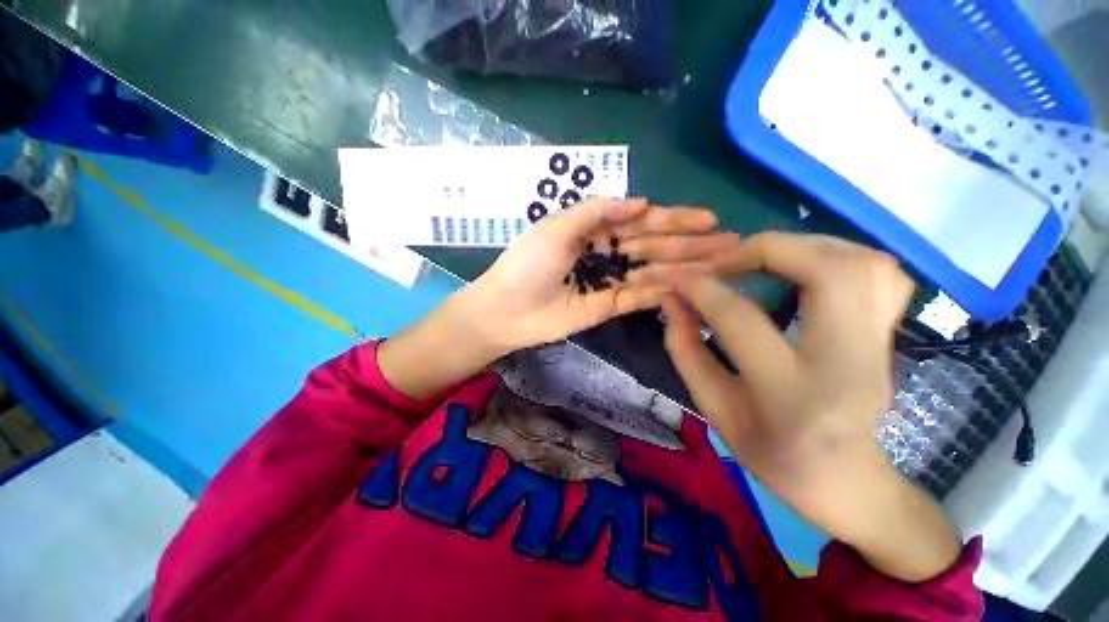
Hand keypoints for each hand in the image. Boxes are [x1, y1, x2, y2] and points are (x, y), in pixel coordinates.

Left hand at [462, 198, 738, 353]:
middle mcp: (606, 254)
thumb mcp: (557, 227)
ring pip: (653, 271)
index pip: (641, 221)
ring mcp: (609, 281)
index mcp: (594, 231)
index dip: (674, 219)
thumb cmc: (527, 263)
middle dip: (690, 243)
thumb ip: (598, 212)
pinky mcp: (609, 307)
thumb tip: (641, 201)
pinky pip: (640, 296)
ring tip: (721, 264)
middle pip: (654, 246)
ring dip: (685, 266)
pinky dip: (663, 291)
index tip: (707, 218)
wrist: (507, 308)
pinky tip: (691, 286)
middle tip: (730, 242)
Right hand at [662, 232, 961, 581]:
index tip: (679, 280)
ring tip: (760, 258)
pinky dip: (838, 254)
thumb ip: (686, 351)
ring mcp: (881, 346)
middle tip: (725, 261)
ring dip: (803, 246)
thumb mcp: (715, 410)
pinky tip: (805, 266)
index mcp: (791, 395)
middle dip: (766, 249)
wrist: (849, 483)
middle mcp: (847, 363)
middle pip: (828, 272)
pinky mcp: (892, 334)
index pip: (742, 320)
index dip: (703, 290)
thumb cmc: (774, 455)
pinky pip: (882, 273)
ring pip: (863, 263)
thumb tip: (671, 301)